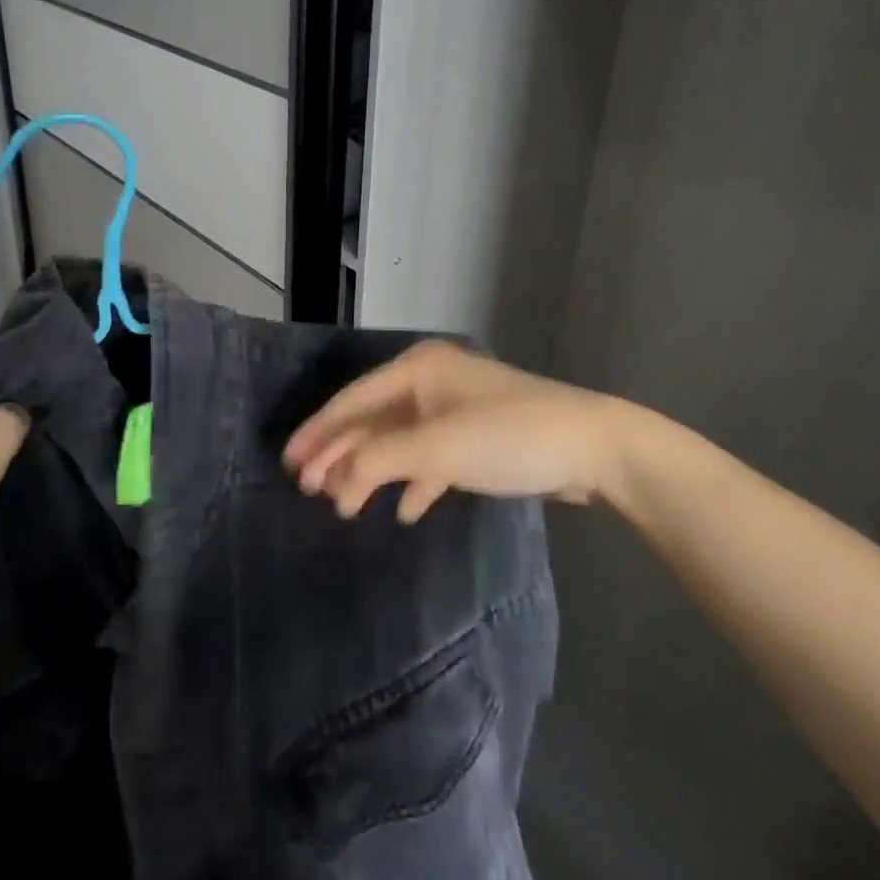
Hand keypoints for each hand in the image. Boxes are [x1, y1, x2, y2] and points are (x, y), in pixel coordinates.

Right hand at [283, 341, 622, 522]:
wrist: (591, 448)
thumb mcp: (437, 448)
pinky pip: (430, 460)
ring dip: (372, 473)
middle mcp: (432, 382)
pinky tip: (403, 511)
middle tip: (310, 490)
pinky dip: (414, 483)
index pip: (353, 400)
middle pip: (372, 421)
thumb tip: (335, 476)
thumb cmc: (507, 436)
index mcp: (419, 369)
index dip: (319, 431)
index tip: (288, 461)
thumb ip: (379, 460)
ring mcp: (454, 411)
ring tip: (344, 506)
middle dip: (342, 456)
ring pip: (398, 443)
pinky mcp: (475, 438)